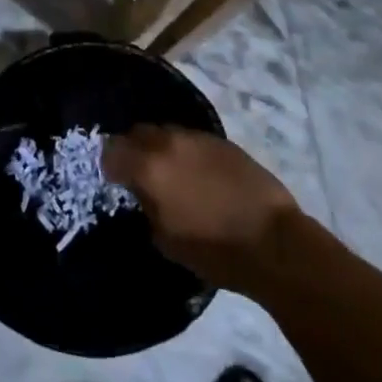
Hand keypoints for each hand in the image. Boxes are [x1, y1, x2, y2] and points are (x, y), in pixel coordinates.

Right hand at [103, 125, 300, 292]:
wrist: (272, 241)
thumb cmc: (213, 250)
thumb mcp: (165, 238)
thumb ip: (146, 205)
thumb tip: (143, 192)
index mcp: (149, 167)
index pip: (112, 150)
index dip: (109, 165)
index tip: (115, 180)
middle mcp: (169, 142)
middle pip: (138, 132)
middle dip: (134, 150)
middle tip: (139, 174)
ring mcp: (198, 137)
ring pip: (166, 132)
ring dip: (161, 148)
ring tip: (170, 173)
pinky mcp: (222, 141)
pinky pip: (192, 139)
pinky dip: (186, 152)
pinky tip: (197, 174)